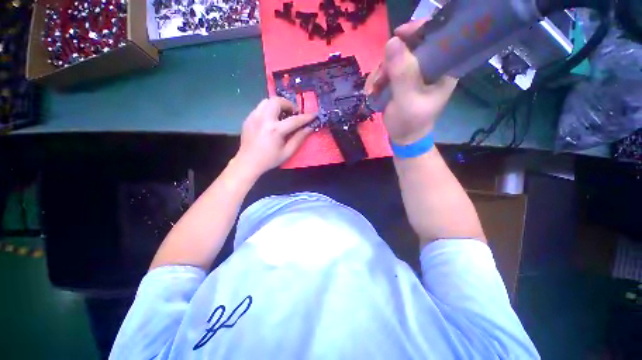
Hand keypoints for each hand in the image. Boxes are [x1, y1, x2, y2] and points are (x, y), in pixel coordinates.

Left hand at [232, 97, 314, 177]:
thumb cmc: (269, 159)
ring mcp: (254, 117)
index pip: (294, 120)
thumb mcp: (287, 152)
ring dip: (278, 104)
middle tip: (293, 113)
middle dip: (288, 104)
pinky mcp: (248, 118)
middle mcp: (264, 119)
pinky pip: (260, 107)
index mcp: (275, 130)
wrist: (248, 162)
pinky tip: (272, 120)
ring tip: (283, 114)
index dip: (306, 117)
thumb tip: (309, 128)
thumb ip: (299, 138)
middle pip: (277, 101)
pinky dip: (269, 109)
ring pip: (267, 101)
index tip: (313, 115)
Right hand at [366, 20, 457, 144]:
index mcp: (442, 68)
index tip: (398, 35)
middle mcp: (429, 67)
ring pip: (393, 59)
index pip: (435, 37)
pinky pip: (386, 71)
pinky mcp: (401, 80)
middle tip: (380, 78)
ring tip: (373, 89)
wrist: (403, 138)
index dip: (418, 30)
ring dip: (379, 73)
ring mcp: (413, 73)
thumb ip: (402, 73)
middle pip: (409, 47)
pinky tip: (372, 91)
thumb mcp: (407, 99)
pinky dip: (376, 79)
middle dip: (389, 61)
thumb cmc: (410, 123)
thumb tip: (392, 41)